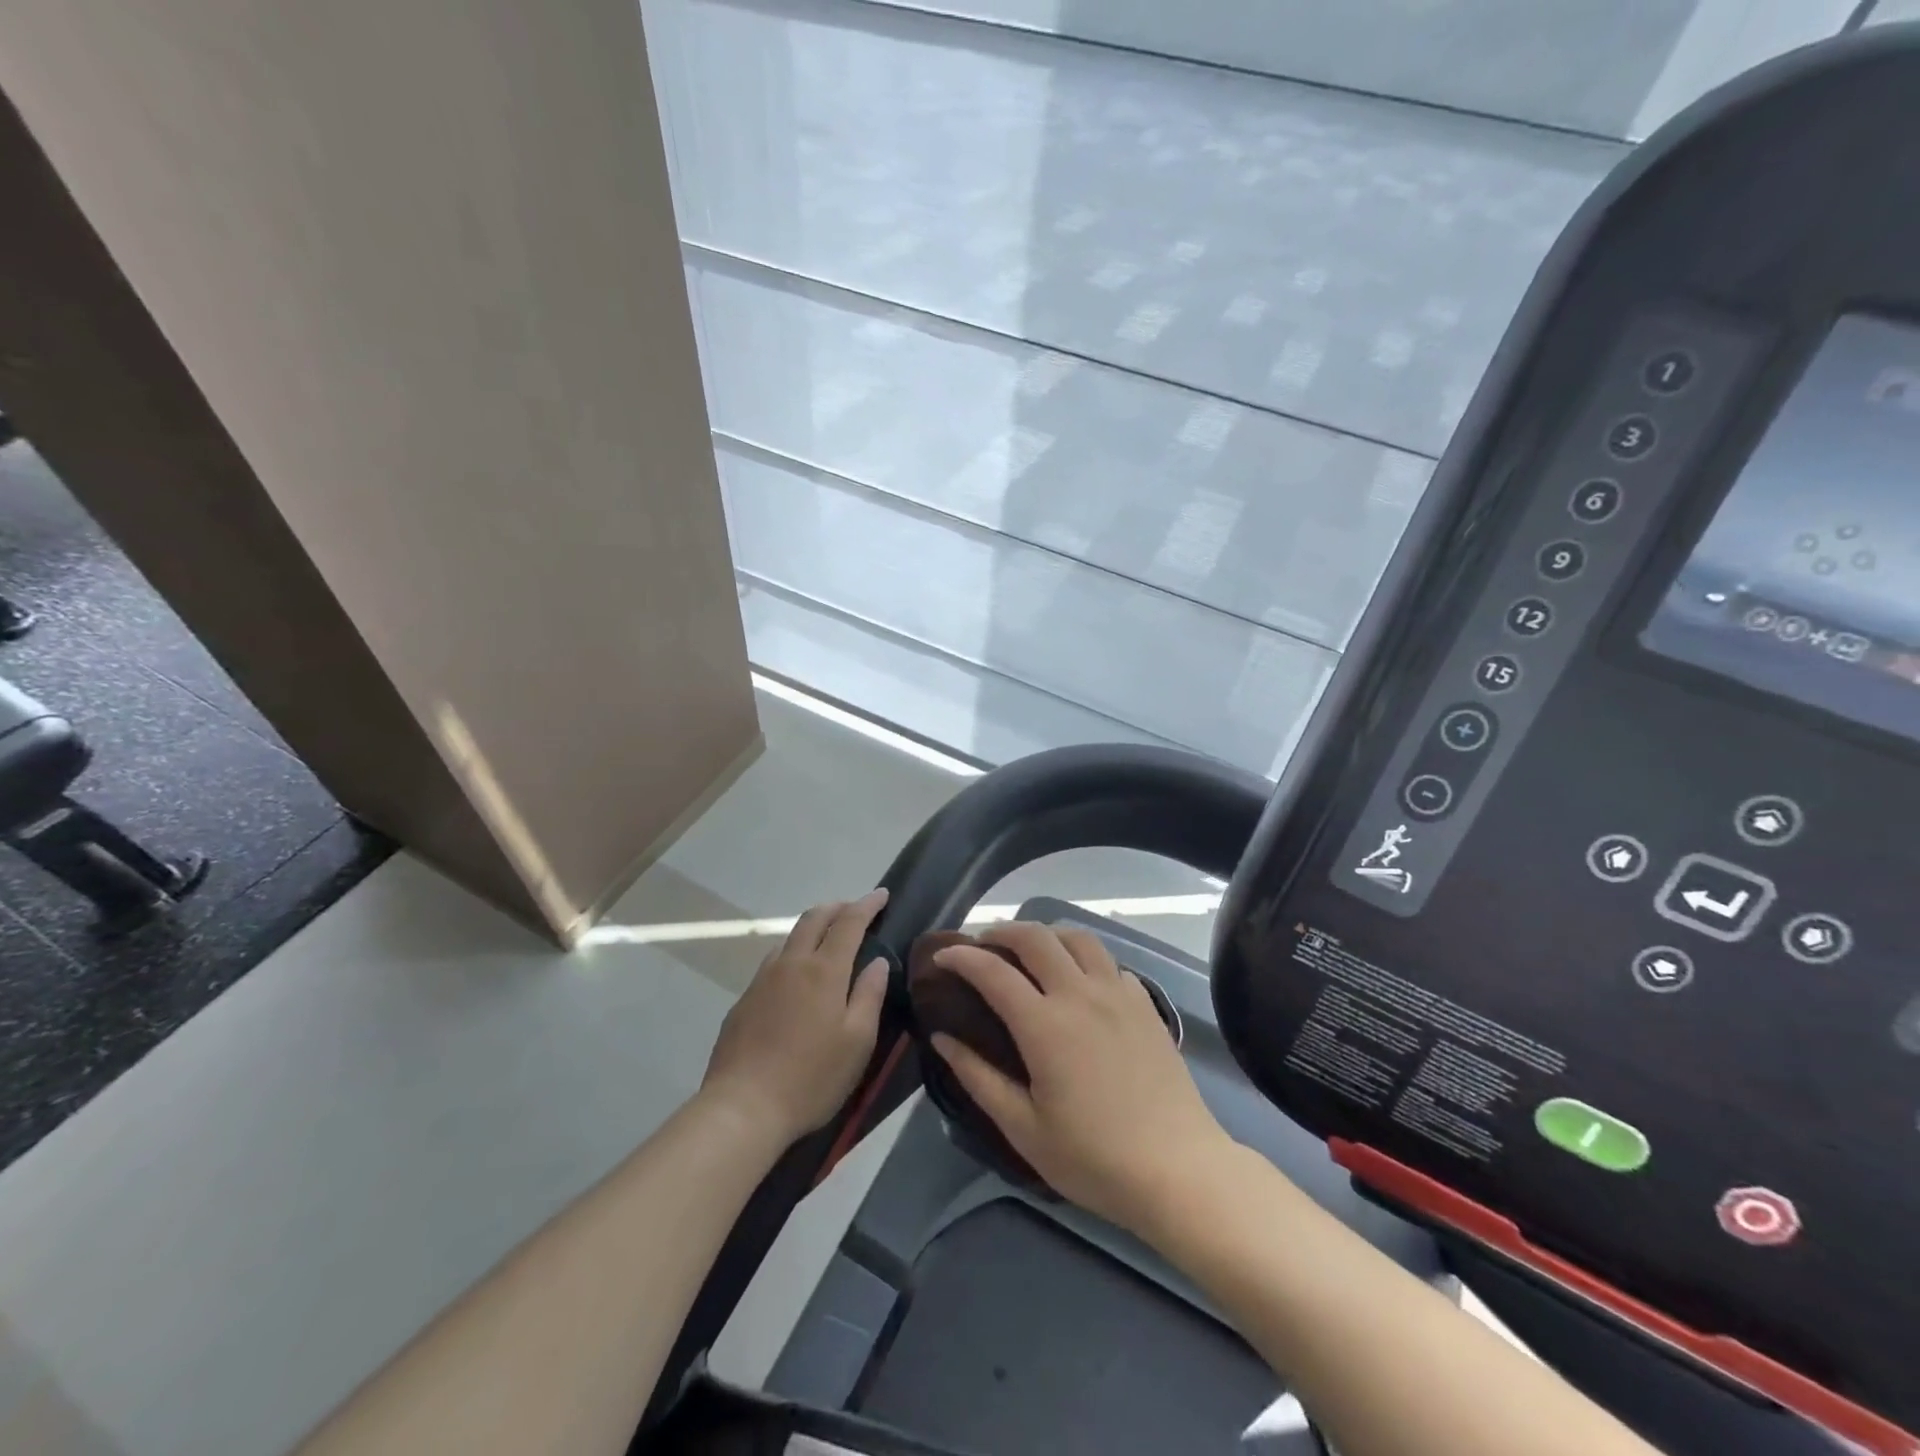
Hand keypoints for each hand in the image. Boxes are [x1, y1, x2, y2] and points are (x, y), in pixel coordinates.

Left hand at [699, 889, 889, 1144]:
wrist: (742, 1108)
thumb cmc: (811, 1078)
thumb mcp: (857, 1042)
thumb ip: (869, 995)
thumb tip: (878, 961)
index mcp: (824, 970)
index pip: (849, 922)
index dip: (867, 905)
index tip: (882, 894)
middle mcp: (791, 964)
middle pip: (814, 918)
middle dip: (838, 906)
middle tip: (856, 909)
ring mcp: (762, 979)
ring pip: (790, 937)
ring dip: (813, 927)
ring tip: (828, 939)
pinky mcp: (744, 1000)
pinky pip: (773, 961)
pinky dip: (793, 952)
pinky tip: (797, 975)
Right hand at [929, 922, 1230, 1233]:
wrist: (1179, 1170)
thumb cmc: (1094, 1158)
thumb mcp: (1024, 1129)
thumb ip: (978, 1078)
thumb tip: (941, 1038)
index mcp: (1044, 1024)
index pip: (993, 971)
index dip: (961, 957)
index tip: (941, 957)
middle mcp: (1080, 994)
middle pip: (1036, 937)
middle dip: (1001, 931)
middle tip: (982, 945)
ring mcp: (1118, 994)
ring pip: (1078, 937)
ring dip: (1046, 934)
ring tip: (1030, 952)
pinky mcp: (1145, 1004)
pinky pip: (1109, 962)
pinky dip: (1084, 958)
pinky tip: (1080, 982)